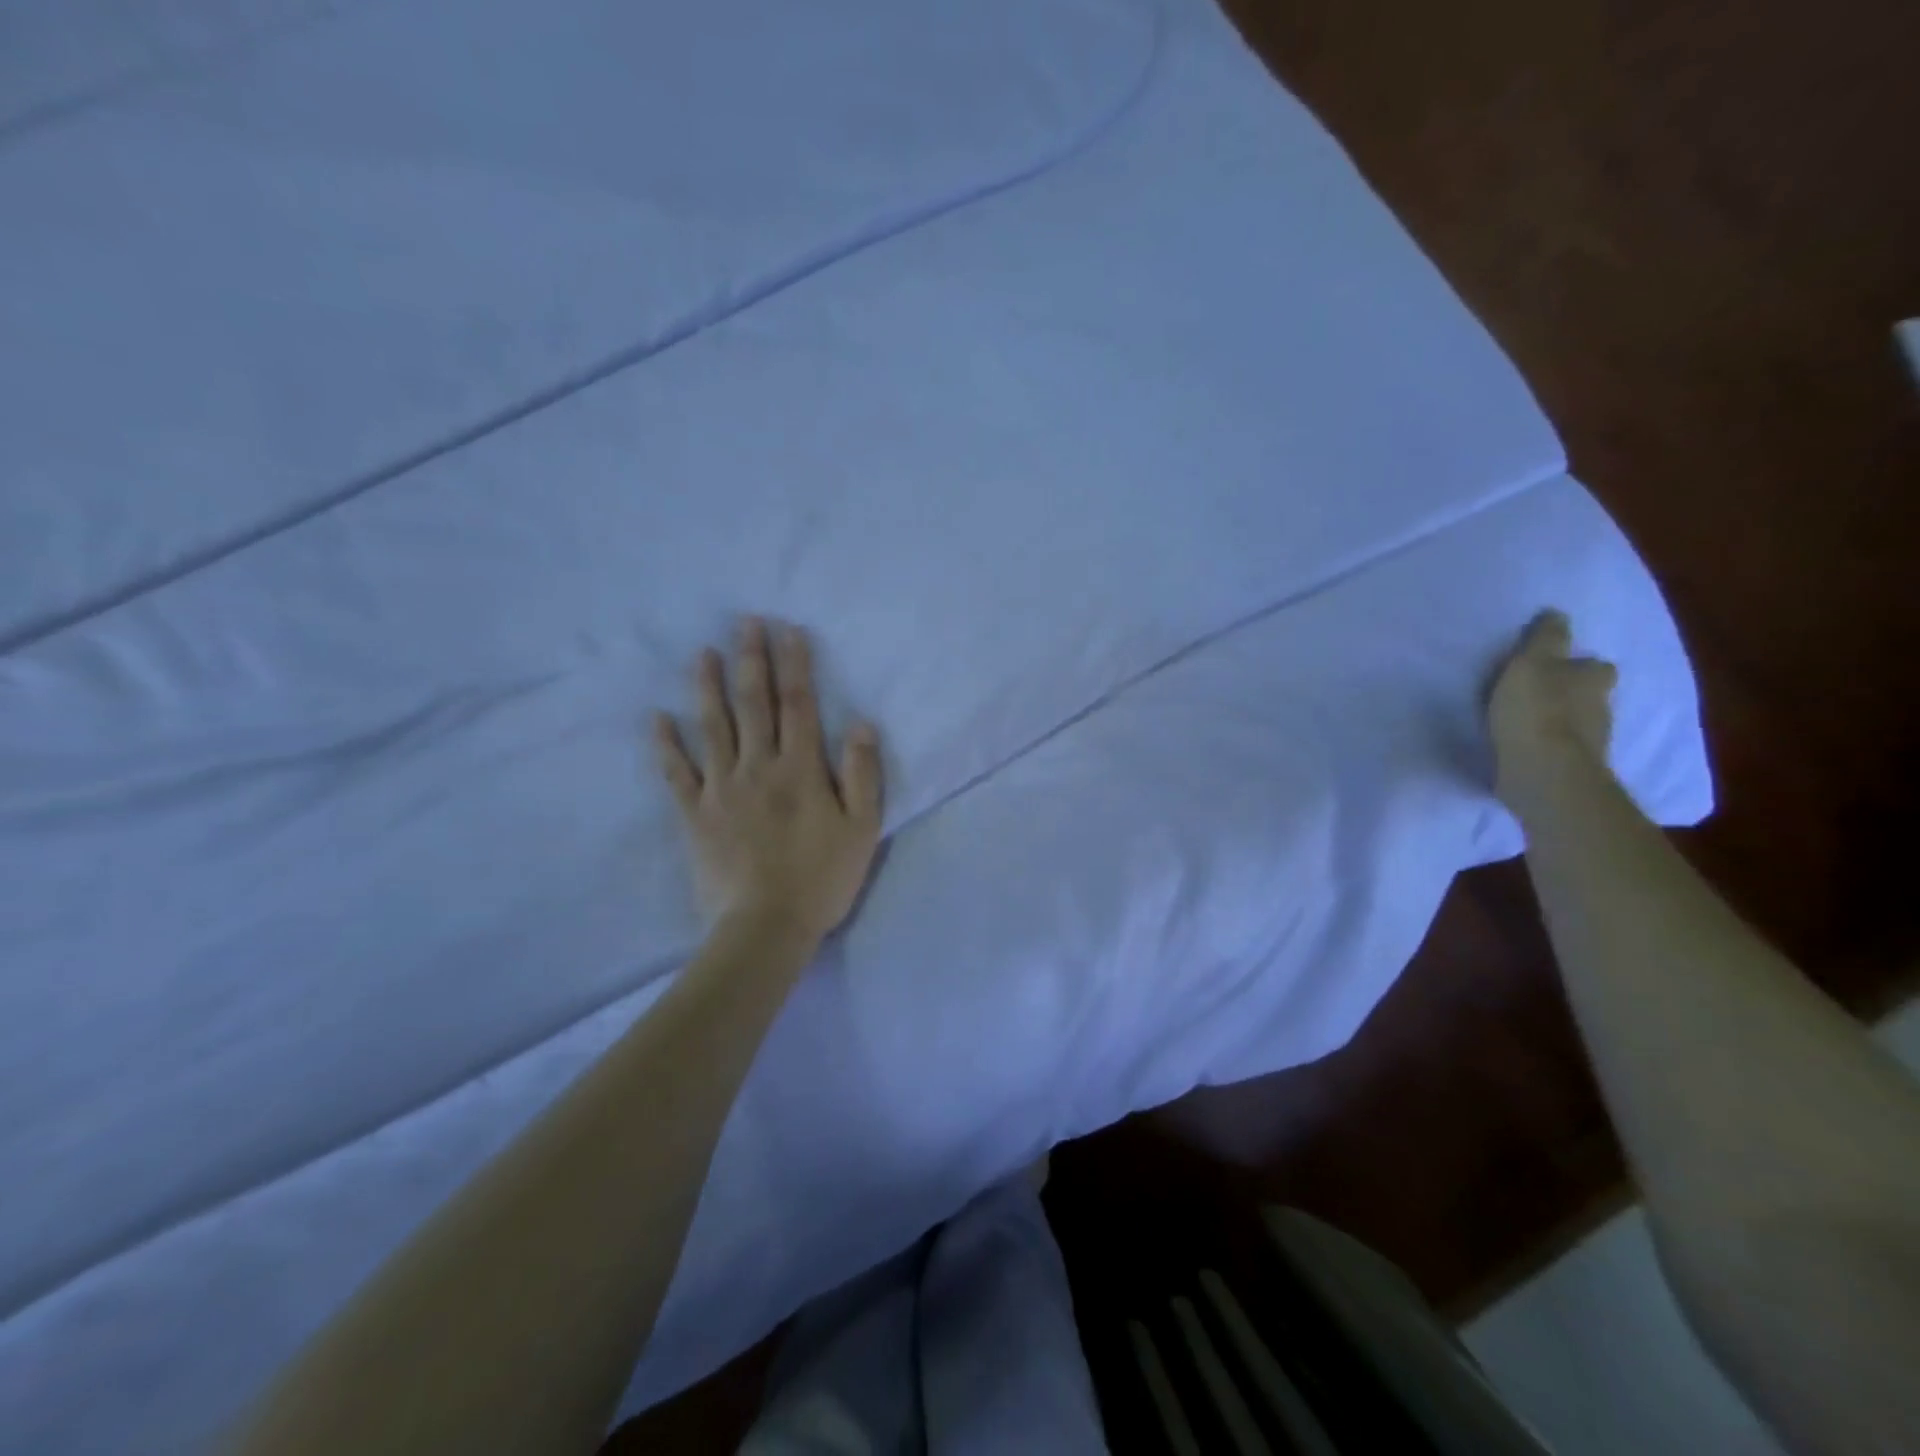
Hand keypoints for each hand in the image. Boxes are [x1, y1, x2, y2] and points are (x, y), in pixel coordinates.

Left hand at [653, 620, 883, 941]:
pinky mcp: (695, 814)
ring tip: (703, 653)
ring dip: (708, 688)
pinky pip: (676, 773)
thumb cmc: (822, 878)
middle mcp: (758, 767)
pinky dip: (665, 745)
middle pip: (754, 704)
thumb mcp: (862, 828)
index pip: (798, 705)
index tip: (788, 631)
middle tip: (744, 623)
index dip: (795, 665)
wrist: (766, 926)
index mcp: (801, 769)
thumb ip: (863, 774)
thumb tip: (861, 723)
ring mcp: (721, 789)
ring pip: (713, 727)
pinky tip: (656, 718)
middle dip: (751, 660)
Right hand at [1488, 610, 1617, 809]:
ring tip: (1526, 723)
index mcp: (1593, 677)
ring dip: (1559, 722)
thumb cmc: (1535, 709)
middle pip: (1589, 695)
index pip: (1595, 666)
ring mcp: (1591, 742)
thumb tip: (1557, 613)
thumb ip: (1544, 639)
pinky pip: (1561, 750)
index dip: (1578, 665)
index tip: (1556, 668)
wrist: (1543, 771)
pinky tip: (1525, 747)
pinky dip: (1547, 746)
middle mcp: (1601, 707)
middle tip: (1539, 695)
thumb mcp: (1530, 663)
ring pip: (1578, 724)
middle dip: (1570, 694)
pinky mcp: (1572, 768)